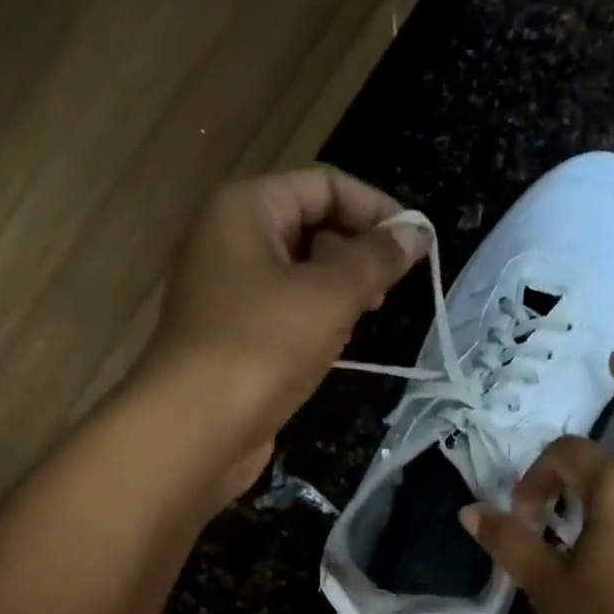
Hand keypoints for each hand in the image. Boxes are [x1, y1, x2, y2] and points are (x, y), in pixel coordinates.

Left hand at [140, 165, 429, 501]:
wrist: (197, 428)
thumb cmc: (262, 347)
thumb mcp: (329, 296)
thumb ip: (376, 259)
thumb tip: (416, 232)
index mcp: (246, 209)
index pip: (323, 185)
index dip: (374, 207)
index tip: (416, 243)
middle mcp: (231, 240)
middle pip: (310, 226)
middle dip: (356, 253)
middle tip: (387, 292)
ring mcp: (229, 293)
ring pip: (300, 275)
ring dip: (338, 293)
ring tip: (363, 321)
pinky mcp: (234, 338)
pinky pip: (285, 314)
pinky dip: (315, 324)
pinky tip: (333, 349)